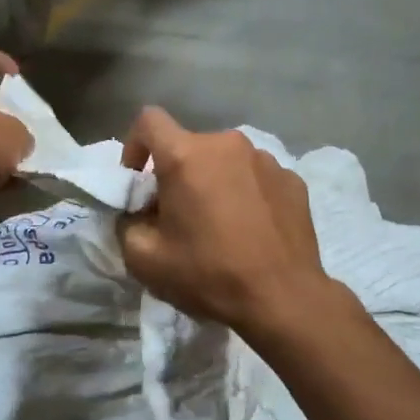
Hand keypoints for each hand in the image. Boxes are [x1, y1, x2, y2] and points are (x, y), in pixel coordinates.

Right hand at [118, 107, 333, 336]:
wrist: (283, 298)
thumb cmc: (208, 274)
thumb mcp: (143, 259)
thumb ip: (127, 222)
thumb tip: (137, 211)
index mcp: (186, 155)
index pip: (149, 120)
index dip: (135, 145)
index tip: (139, 180)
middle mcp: (227, 144)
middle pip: (189, 146)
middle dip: (177, 173)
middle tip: (178, 214)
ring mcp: (266, 159)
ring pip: (225, 161)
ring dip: (214, 181)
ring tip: (220, 223)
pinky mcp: (293, 180)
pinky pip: (257, 177)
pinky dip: (246, 193)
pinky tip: (252, 229)